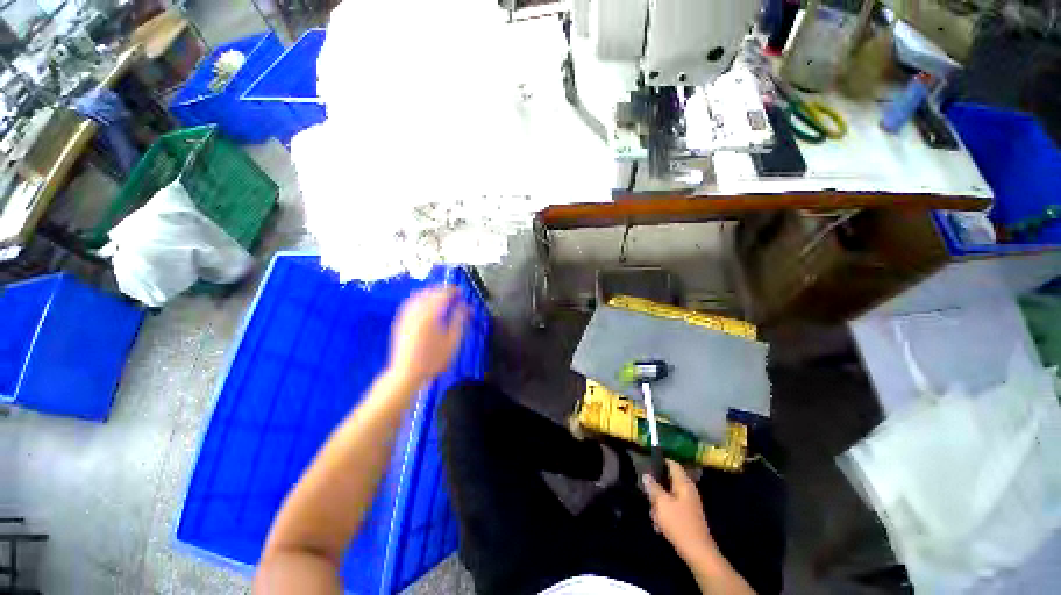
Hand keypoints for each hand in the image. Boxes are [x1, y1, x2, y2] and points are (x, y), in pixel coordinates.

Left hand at [387, 287, 467, 388]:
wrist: (407, 373)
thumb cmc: (433, 360)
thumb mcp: (453, 341)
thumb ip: (459, 320)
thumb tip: (466, 307)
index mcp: (431, 315)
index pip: (443, 294)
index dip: (453, 290)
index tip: (461, 291)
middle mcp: (416, 312)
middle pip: (430, 292)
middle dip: (442, 290)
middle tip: (453, 293)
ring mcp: (406, 316)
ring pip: (419, 295)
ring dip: (431, 292)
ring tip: (441, 297)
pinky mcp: (400, 322)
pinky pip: (410, 303)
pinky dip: (420, 299)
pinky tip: (425, 305)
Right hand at [643, 460, 717, 563]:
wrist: (698, 552)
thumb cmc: (679, 523)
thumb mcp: (661, 504)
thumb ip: (653, 487)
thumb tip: (646, 475)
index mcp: (684, 483)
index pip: (672, 464)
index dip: (660, 461)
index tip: (647, 464)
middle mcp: (688, 490)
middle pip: (668, 481)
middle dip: (656, 489)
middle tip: (647, 496)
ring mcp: (688, 504)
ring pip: (668, 496)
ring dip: (659, 505)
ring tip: (654, 516)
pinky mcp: (687, 516)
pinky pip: (672, 509)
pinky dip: (665, 515)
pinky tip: (659, 526)